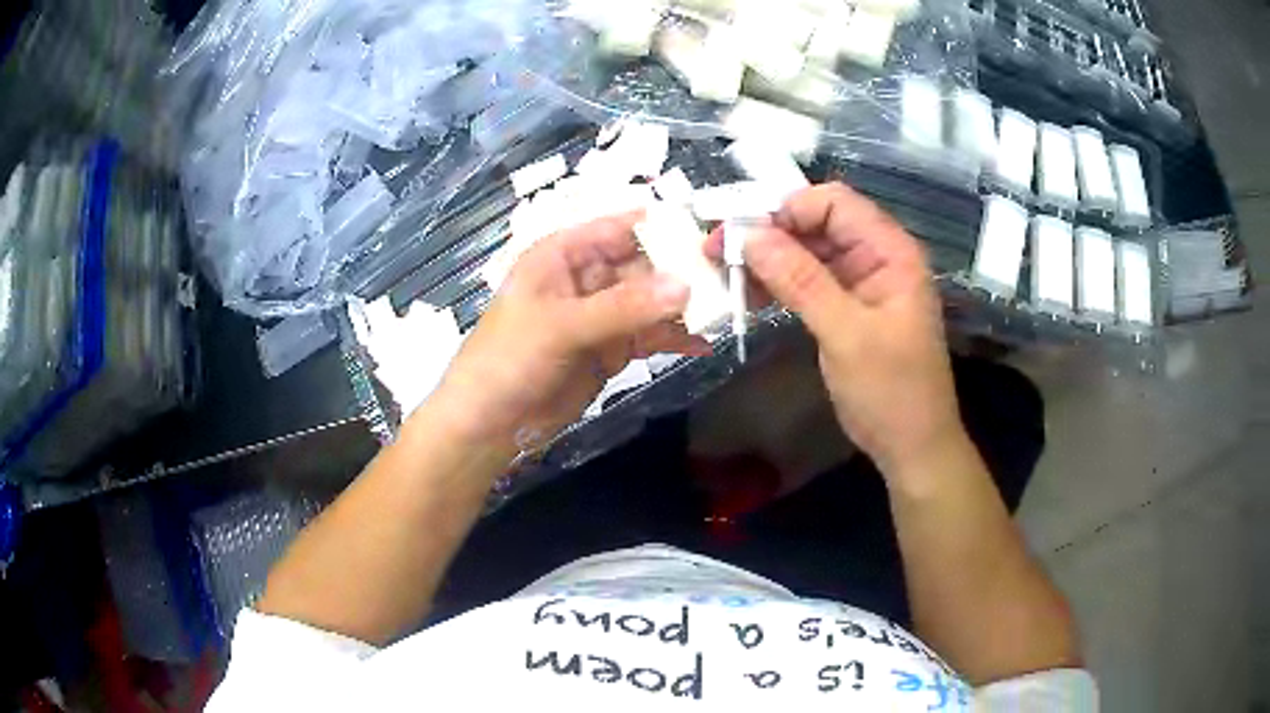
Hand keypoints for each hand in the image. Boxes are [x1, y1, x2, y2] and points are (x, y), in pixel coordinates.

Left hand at [431, 213, 709, 458]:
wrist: (489, 425)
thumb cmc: (508, 360)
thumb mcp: (561, 326)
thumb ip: (622, 307)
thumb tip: (685, 286)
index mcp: (563, 255)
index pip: (618, 228)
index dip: (661, 225)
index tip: (708, 229)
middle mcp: (585, 279)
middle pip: (642, 265)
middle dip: (680, 271)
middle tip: (727, 279)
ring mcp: (599, 316)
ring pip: (650, 302)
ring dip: (682, 307)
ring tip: (722, 311)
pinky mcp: (609, 350)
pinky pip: (648, 336)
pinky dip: (672, 339)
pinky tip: (701, 344)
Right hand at [706, 184, 962, 477]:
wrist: (912, 446)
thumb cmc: (892, 391)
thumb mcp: (847, 335)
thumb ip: (801, 281)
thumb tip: (750, 236)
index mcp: (891, 251)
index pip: (835, 203)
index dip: (788, 209)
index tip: (743, 231)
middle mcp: (876, 257)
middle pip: (817, 224)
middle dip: (769, 233)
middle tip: (717, 250)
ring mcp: (860, 282)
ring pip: (807, 252)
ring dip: (767, 259)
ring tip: (722, 271)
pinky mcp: (845, 307)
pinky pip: (807, 281)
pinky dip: (777, 284)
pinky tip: (746, 294)